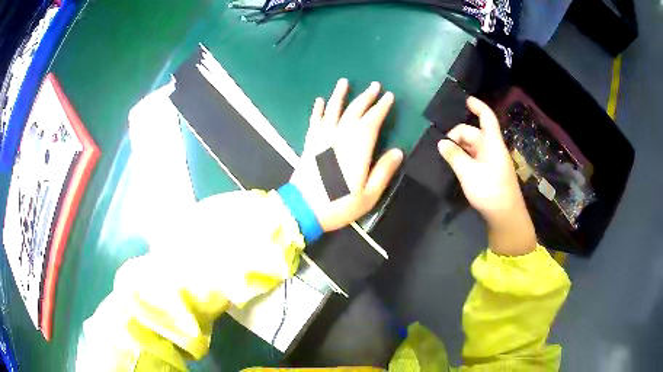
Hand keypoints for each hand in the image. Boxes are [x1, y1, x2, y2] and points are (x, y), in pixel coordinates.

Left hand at [291, 78, 403, 231]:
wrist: (302, 209)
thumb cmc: (338, 205)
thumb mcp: (368, 195)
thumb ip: (383, 171)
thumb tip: (397, 151)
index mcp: (357, 149)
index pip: (372, 121)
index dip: (381, 108)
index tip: (388, 96)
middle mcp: (340, 137)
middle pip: (354, 111)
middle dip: (365, 97)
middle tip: (375, 85)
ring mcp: (322, 139)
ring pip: (332, 110)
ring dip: (339, 95)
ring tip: (344, 82)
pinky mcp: (310, 144)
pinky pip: (314, 121)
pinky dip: (317, 110)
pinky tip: (319, 101)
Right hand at [438, 97, 535, 255]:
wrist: (505, 216)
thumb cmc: (490, 191)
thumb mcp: (469, 173)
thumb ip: (454, 156)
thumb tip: (441, 143)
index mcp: (492, 143)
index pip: (486, 117)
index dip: (477, 106)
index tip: (465, 100)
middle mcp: (492, 149)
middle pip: (474, 132)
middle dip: (457, 135)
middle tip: (441, 147)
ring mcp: (491, 161)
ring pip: (472, 146)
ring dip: (459, 147)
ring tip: (444, 155)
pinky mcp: (489, 172)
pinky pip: (474, 157)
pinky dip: (463, 157)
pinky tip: (453, 164)